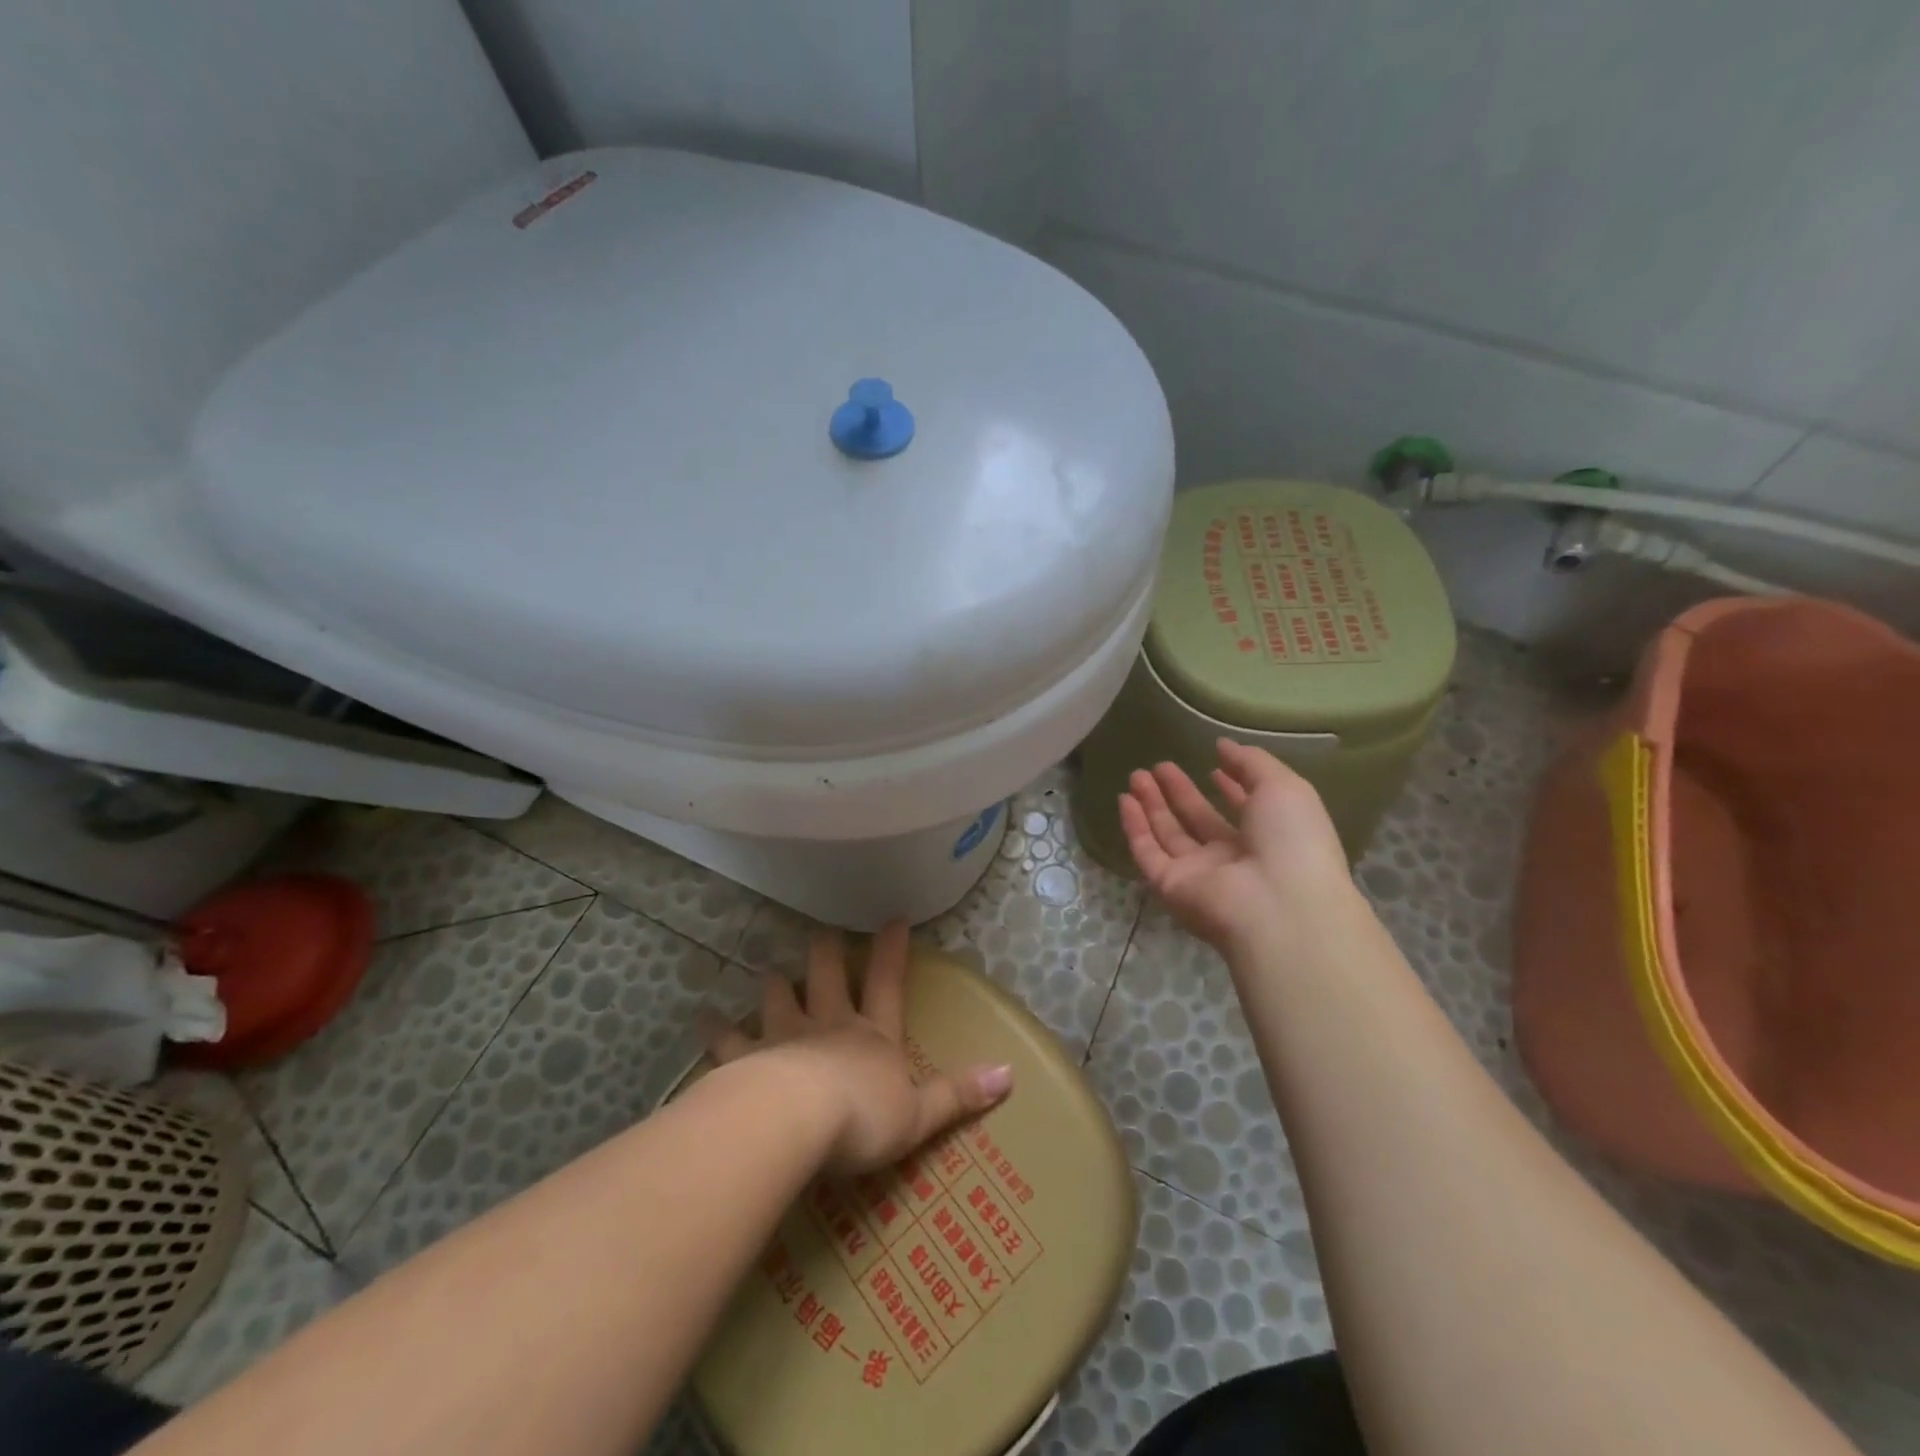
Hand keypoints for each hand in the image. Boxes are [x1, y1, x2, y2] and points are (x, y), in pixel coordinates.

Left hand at [699, 921, 1012, 1173]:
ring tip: (765, 970)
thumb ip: (959, 1094)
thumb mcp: (920, 1114)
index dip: (892, 951)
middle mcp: (828, 1025)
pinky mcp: (746, 1060)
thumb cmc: (863, 1117)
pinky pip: (727, 1040)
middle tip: (820, 933)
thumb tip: (1011, 1073)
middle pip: (826, 977)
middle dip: (825, 953)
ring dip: (772, 983)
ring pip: (776, 997)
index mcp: (872, 1036)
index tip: (893, 917)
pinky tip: (701, 1018)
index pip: (888, 983)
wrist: (796, 1121)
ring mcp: (784, 1038)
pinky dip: (715, 1029)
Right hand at [1119, 739, 1354, 951]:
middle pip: (1198, 821)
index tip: (1212, 765)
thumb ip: (1251, 762)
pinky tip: (1125, 800)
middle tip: (1159, 765)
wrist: (1278, 905)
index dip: (1228, 788)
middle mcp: (1232, 857)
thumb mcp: (1283, 787)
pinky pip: (1148, 853)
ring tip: (1137, 775)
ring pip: (1169, 834)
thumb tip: (1223, 745)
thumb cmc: (1292, 841)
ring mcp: (1199, 874)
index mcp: (1268, 837)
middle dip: (1179, 792)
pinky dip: (1135, 827)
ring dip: (1152, 804)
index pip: (1243, 810)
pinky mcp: (1170, 885)